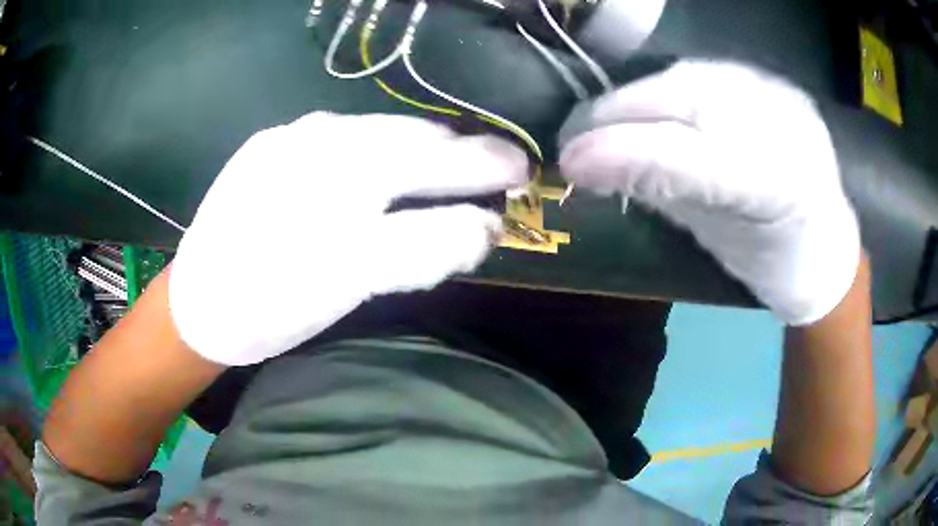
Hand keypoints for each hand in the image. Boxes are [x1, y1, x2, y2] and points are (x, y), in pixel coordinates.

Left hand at [170, 112, 527, 364]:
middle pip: (408, 137)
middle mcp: (313, 145)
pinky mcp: (268, 142)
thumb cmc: (269, 309)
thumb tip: (482, 228)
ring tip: (454, 156)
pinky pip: (341, 132)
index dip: (482, 171)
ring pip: (376, 130)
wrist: (196, 305)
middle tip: (500, 161)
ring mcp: (288, 138)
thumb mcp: (349, 289)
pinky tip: (389, 158)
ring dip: (423, 143)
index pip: (431, 169)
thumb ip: (420, 251)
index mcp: (335, 185)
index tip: (521, 173)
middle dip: (462, 150)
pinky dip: (379, 143)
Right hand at [558, 60, 860, 324]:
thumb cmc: (772, 261)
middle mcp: (787, 130)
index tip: (567, 160)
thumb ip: (661, 193)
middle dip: (619, 113)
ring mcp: (785, 99)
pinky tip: (647, 105)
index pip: (690, 156)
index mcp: (780, 188)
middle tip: (575, 134)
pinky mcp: (778, 85)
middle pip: (685, 98)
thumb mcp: (716, 242)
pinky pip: (707, 72)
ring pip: (691, 76)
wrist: (825, 246)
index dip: (623, 151)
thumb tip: (586, 167)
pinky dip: (667, 87)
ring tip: (604, 119)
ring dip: (637, 96)